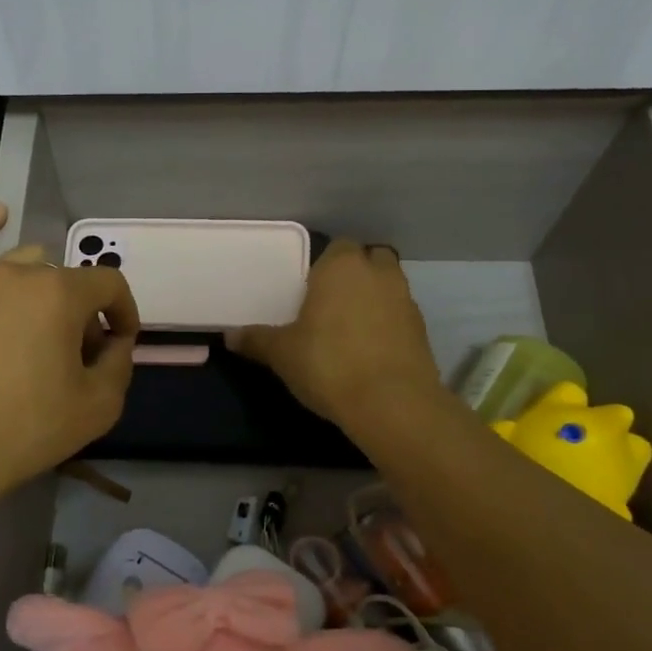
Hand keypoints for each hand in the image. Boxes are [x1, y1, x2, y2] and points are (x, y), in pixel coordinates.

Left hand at [0, 203, 138, 504]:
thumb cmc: (28, 430)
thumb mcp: (99, 406)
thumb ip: (120, 363)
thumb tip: (115, 342)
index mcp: (61, 294)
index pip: (109, 286)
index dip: (124, 313)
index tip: (120, 344)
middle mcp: (19, 274)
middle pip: (66, 282)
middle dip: (81, 315)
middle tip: (74, 358)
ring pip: (24, 267)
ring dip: (43, 290)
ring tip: (39, 328)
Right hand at [228, 239, 441, 436]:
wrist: (392, 404)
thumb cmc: (329, 364)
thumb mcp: (282, 354)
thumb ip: (256, 340)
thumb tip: (229, 336)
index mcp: (342, 267)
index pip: (337, 247)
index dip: (324, 265)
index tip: (309, 288)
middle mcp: (379, 274)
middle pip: (370, 260)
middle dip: (355, 275)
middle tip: (330, 303)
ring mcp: (406, 301)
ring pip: (388, 288)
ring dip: (373, 300)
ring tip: (348, 329)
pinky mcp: (422, 331)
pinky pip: (399, 317)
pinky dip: (387, 326)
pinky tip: (368, 351)